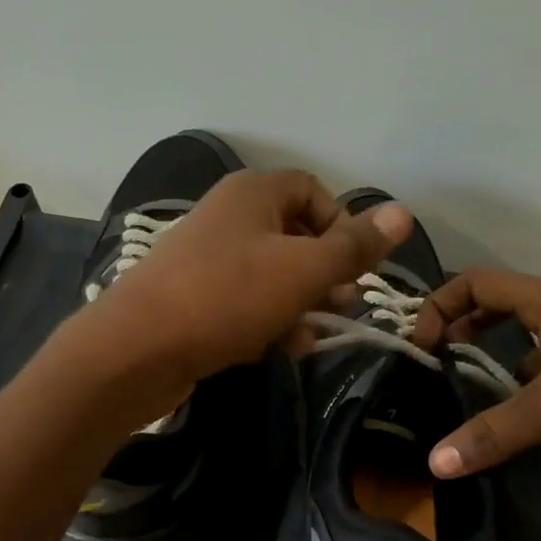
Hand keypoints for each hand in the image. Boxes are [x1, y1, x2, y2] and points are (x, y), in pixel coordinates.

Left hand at [77, 168, 411, 390]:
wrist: (137, 350)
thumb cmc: (227, 297)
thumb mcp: (303, 270)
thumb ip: (354, 247)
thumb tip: (403, 213)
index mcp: (252, 194)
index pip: (313, 191)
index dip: (342, 224)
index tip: (355, 265)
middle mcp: (228, 217)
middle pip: (294, 235)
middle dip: (325, 273)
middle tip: (342, 305)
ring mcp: (206, 259)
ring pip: (271, 275)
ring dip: (300, 304)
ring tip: (311, 336)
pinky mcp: (193, 299)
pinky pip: (244, 303)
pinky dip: (267, 322)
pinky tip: (279, 349)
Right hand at [413, 270, 540, 476]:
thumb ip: (494, 433)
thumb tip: (435, 464)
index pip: (477, 282)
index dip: (441, 304)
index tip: (424, 343)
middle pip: (505, 303)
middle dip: (468, 327)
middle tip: (443, 359)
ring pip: (537, 333)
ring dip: (505, 354)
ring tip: (484, 391)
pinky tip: (540, 410)